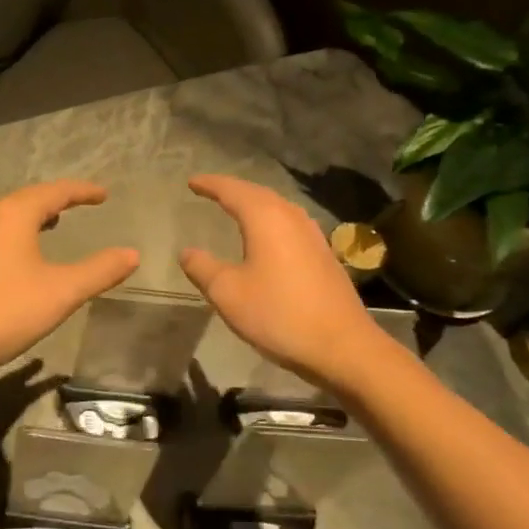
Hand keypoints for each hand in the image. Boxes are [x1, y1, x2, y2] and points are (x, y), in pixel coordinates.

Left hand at [0, 181, 138, 379]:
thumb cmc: (6, 311)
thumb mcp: (62, 291)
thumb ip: (99, 271)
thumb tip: (132, 254)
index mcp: (13, 215)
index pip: (54, 192)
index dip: (82, 191)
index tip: (103, 195)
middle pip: (28, 199)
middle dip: (56, 199)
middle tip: (81, 203)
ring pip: (9, 218)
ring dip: (34, 216)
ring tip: (55, 222)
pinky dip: (19, 234)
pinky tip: (25, 256)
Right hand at [179, 174, 387, 394]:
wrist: (342, 346)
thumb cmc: (278, 315)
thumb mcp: (228, 293)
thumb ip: (203, 268)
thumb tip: (187, 252)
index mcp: (265, 219)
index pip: (233, 191)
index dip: (210, 185)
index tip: (191, 182)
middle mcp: (291, 218)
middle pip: (258, 194)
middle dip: (233, 189)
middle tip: (211, 190)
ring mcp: (313, 236)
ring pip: (278, 207)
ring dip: (254, 203)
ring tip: (236, 208)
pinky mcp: (324, 255)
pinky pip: (290, 224)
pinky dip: (271, 220)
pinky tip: (268, 236)